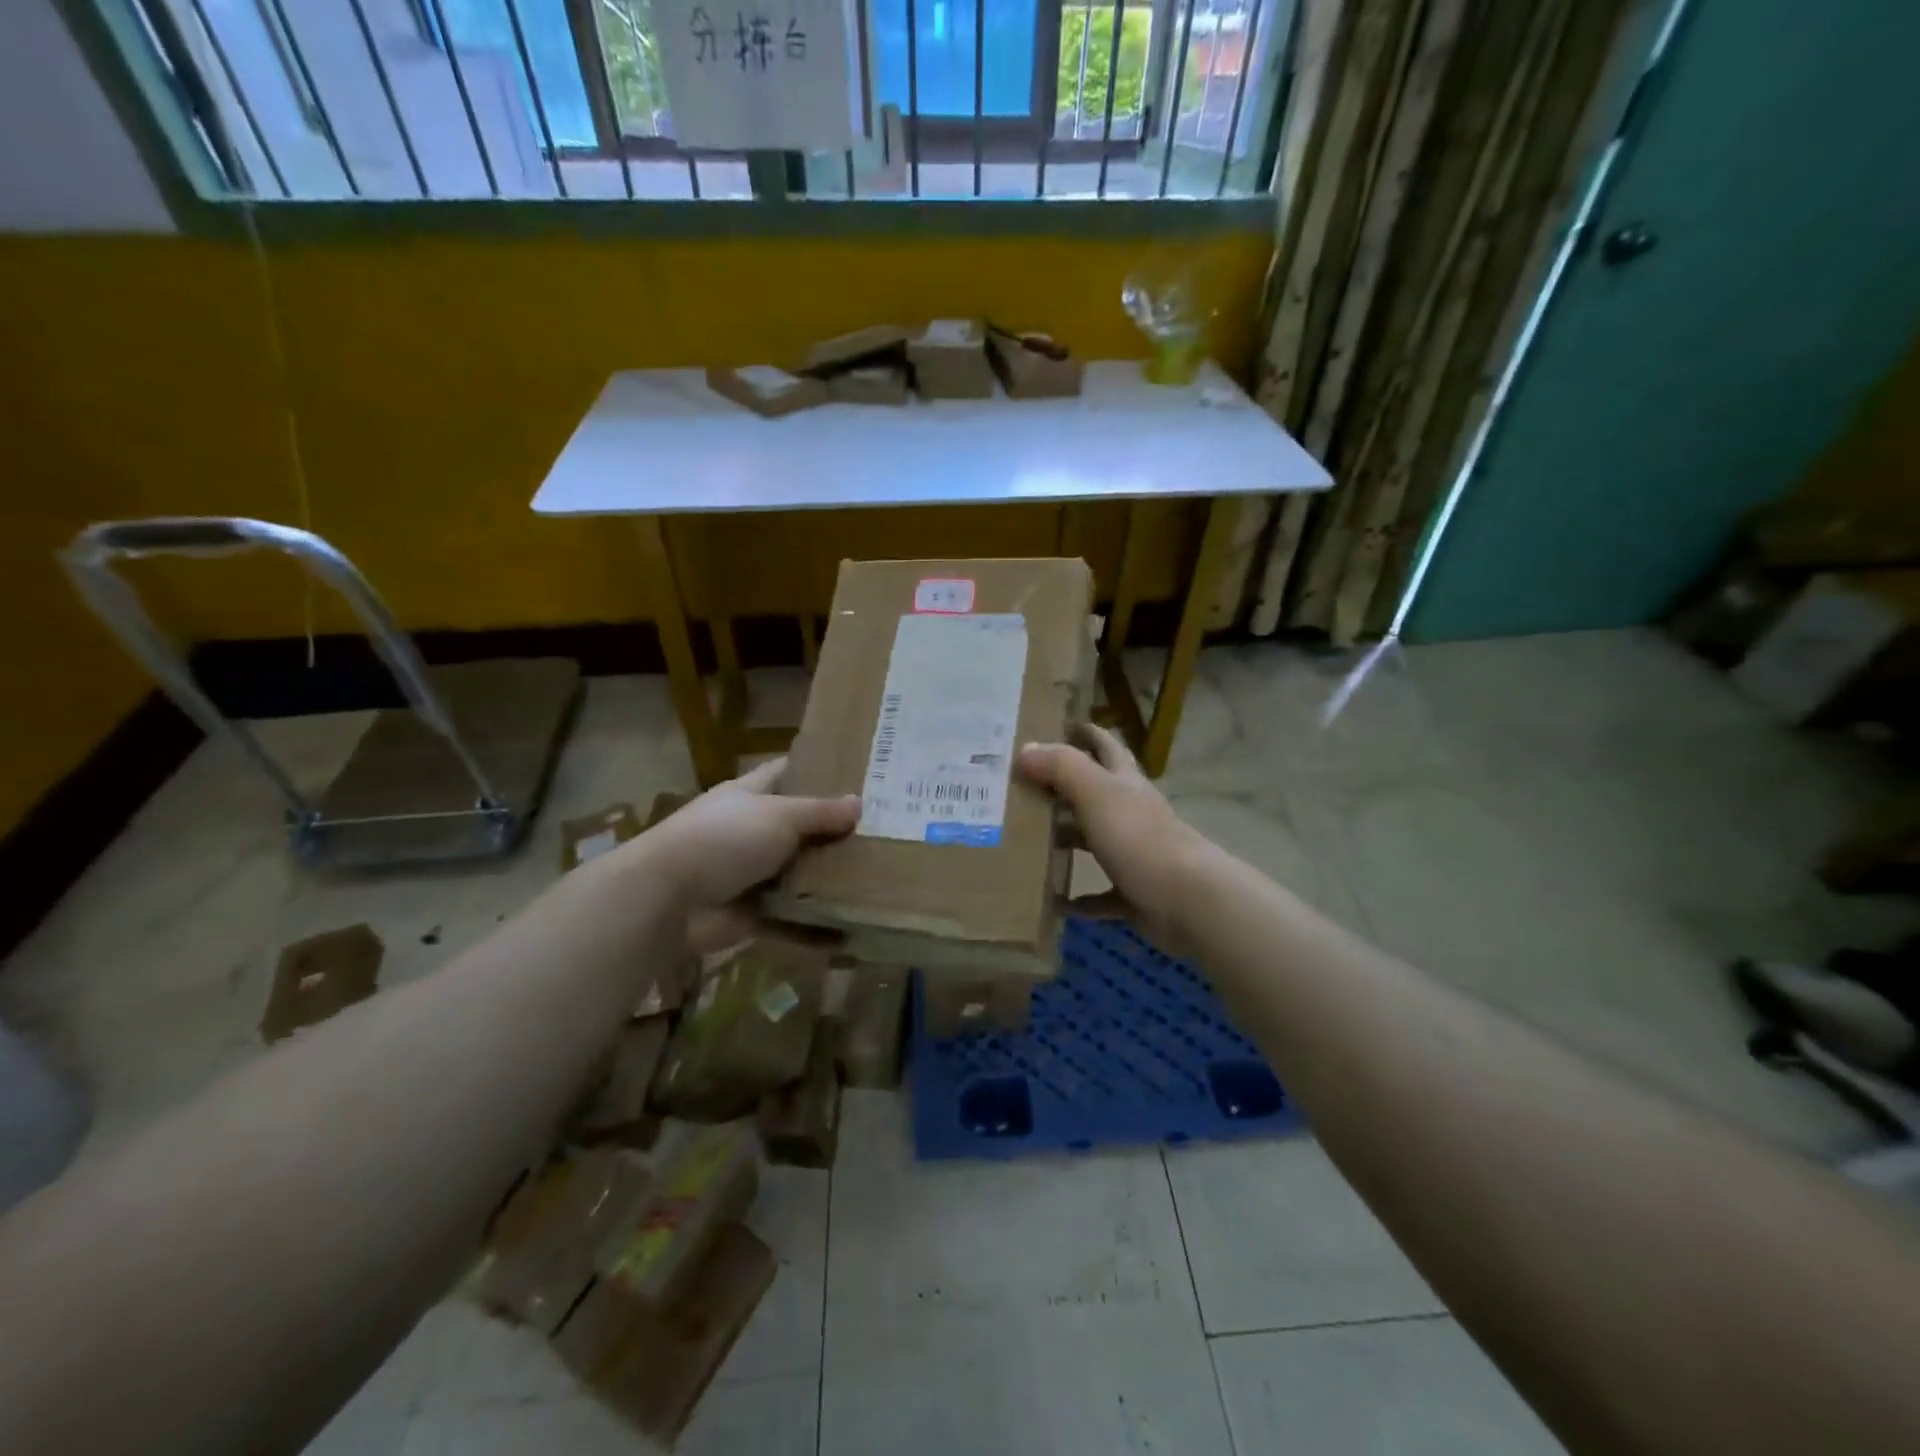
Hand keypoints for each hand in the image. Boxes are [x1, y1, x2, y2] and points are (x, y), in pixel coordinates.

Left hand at [635, 759, 859, 950]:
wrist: (669, 900)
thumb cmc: (725, 840)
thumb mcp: (780, 816)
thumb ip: (820, 812)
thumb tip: (859, 803)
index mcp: (751, 796)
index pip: (786, 772)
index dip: (817, 769)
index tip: (858, 773)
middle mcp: (751, 831)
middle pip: (799, 827)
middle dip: (835, 831)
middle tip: (884, 832)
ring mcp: (751, 874)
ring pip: (799, 873)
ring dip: (829, 879)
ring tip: (879, 879)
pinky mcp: (752, 913)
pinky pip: (791, 919)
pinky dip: (815, 928)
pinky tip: (850, 930)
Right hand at [1017, 723, 1210, 953]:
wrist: (1187, 899)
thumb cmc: (1139, 837)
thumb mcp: (1096, 792)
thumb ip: (1062, 767)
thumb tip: (1026, 748)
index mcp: (1125, 783)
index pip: (1106, 747)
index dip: (1087, 733)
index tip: (1060, 725)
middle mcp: (1131, 813)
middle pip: (1094, 794)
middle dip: (1063, 789)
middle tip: (1022, 787)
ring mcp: (1134, 854)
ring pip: (1094, 842)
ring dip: (1067, 841)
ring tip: (1026, 842)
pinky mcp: (1134, 894)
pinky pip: (1100, 895)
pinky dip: (1078, 899)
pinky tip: (1053, 902)